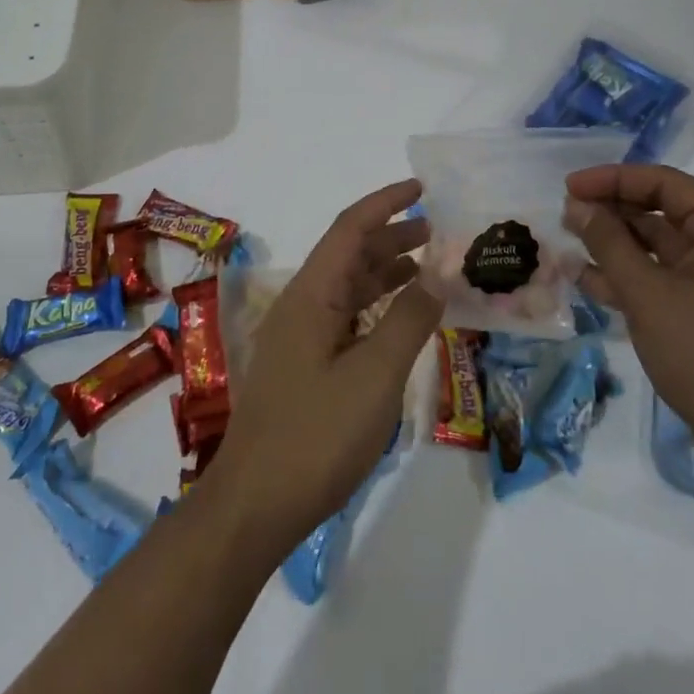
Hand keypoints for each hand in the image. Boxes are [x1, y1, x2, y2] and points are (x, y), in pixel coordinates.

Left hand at [199, 179, 442, 554]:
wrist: (255, 505)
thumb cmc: (317, 435)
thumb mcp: (375, 376)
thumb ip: (409, 320)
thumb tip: (438, 273)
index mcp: (311, 293)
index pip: (350, 228)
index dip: (386, 203)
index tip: (421, 188)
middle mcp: (302, 304)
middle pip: (349, 254)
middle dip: (392, 236)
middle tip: (438, 231)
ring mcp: (299, 336)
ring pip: (347, 286)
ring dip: (385, 271)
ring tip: (428, 267)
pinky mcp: (303, 365)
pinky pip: (344, 318)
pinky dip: (375, 307)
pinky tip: (400, 318)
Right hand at [563, 165, 693, 494]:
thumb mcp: (648, 295)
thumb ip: (609, 243)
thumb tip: (576, 204)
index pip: (664, 183)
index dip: (613, 180)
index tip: (569, 187)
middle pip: (660, 211)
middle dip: (611, 212)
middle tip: (564, 215)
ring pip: (657, 246)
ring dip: (613, 244)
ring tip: (566, 242)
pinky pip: (662, 278)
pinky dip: (627, 276)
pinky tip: (585, 279)